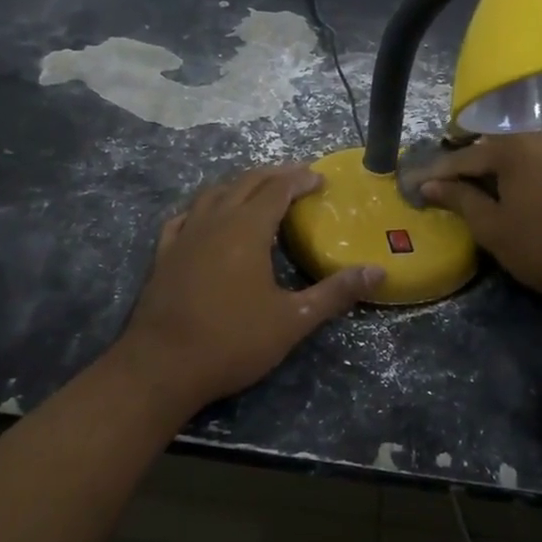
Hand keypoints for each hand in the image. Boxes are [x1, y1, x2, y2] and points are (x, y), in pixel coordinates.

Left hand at [113, 164, 382, 415]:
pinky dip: (203, 208)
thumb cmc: (233, 341)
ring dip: (239, 184)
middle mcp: (214, 221)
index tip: (320, 178)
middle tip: (296, 174)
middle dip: (273, 174)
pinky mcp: (164, 254)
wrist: (162, 366)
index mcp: (247, 229)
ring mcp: (184, 236)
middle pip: (245, 182)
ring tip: (257, 188)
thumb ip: (335, 293)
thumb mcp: (293, 320)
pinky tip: (206, 217)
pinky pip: (185, 216)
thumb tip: (379, 272)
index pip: (277, 189)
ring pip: (213, 193)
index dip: (300, 179)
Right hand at [420, 134, 541, 308]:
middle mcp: (538, 138)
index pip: (463, 158)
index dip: (436, 175)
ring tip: (467, 189)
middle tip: (438, 185)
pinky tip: (505, 193)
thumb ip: (459, 199)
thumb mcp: (492, 226)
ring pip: (514, 157)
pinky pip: (534, 165)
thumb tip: (429, 185)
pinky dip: (515, 176)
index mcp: (513, 147)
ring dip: (490, 172)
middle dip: (463, 167)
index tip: (413, 186)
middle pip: (490, 149)